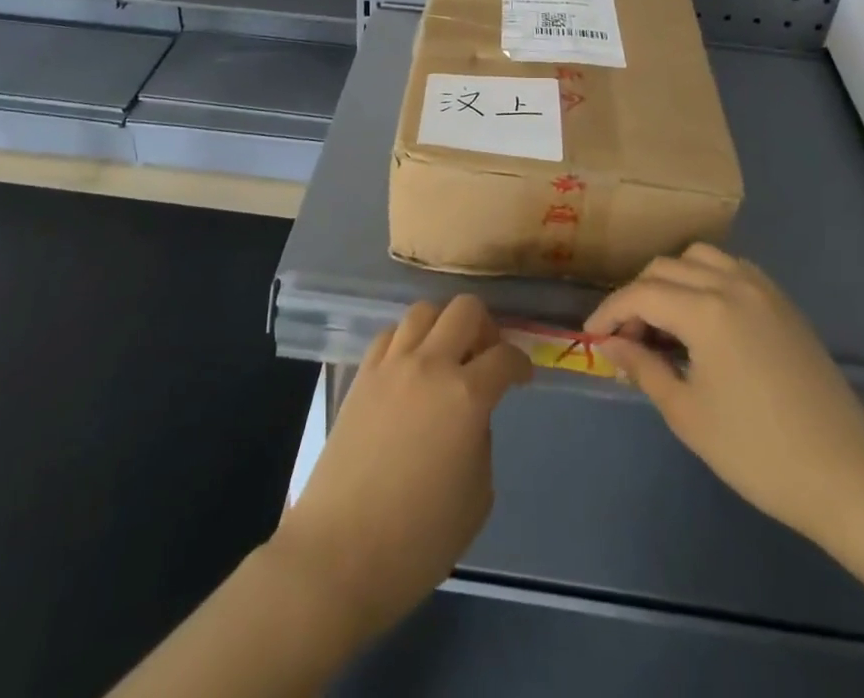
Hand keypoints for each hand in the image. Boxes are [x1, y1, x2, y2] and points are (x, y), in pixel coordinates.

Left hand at [273, 296, 531, 640]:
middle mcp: (430, 365)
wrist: (339, 553)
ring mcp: (391, 365)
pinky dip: (408, 339)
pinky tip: (410, 368)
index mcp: (466, 396)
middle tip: (486, 357)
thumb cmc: (418, 540)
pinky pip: (390, 334)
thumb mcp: (476, 497)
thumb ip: (481, 442)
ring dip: (444, 324)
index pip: (505, 356)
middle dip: (486, 326)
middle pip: (465, 309)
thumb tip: (469, 418)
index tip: (523, 378)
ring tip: (447, 356)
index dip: (521, 364)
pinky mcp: (361, 375)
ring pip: (424, 310)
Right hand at [585, 244, 863, 544]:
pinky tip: (704, 318)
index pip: (640, 294)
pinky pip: (732, 269)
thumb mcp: (687, 414)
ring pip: (700, 258)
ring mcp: (763, 289)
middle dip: (637, 295)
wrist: (846, 478)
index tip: (592, 336)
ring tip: (664, 321)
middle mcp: (732, 284)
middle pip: (666, 268)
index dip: (609, 312)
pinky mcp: (784, 303)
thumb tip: (610, 343)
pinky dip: (706, 279)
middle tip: (627, 336)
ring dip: (672, 279)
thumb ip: (643, 367)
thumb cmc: (758, 452)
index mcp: (706, 310)